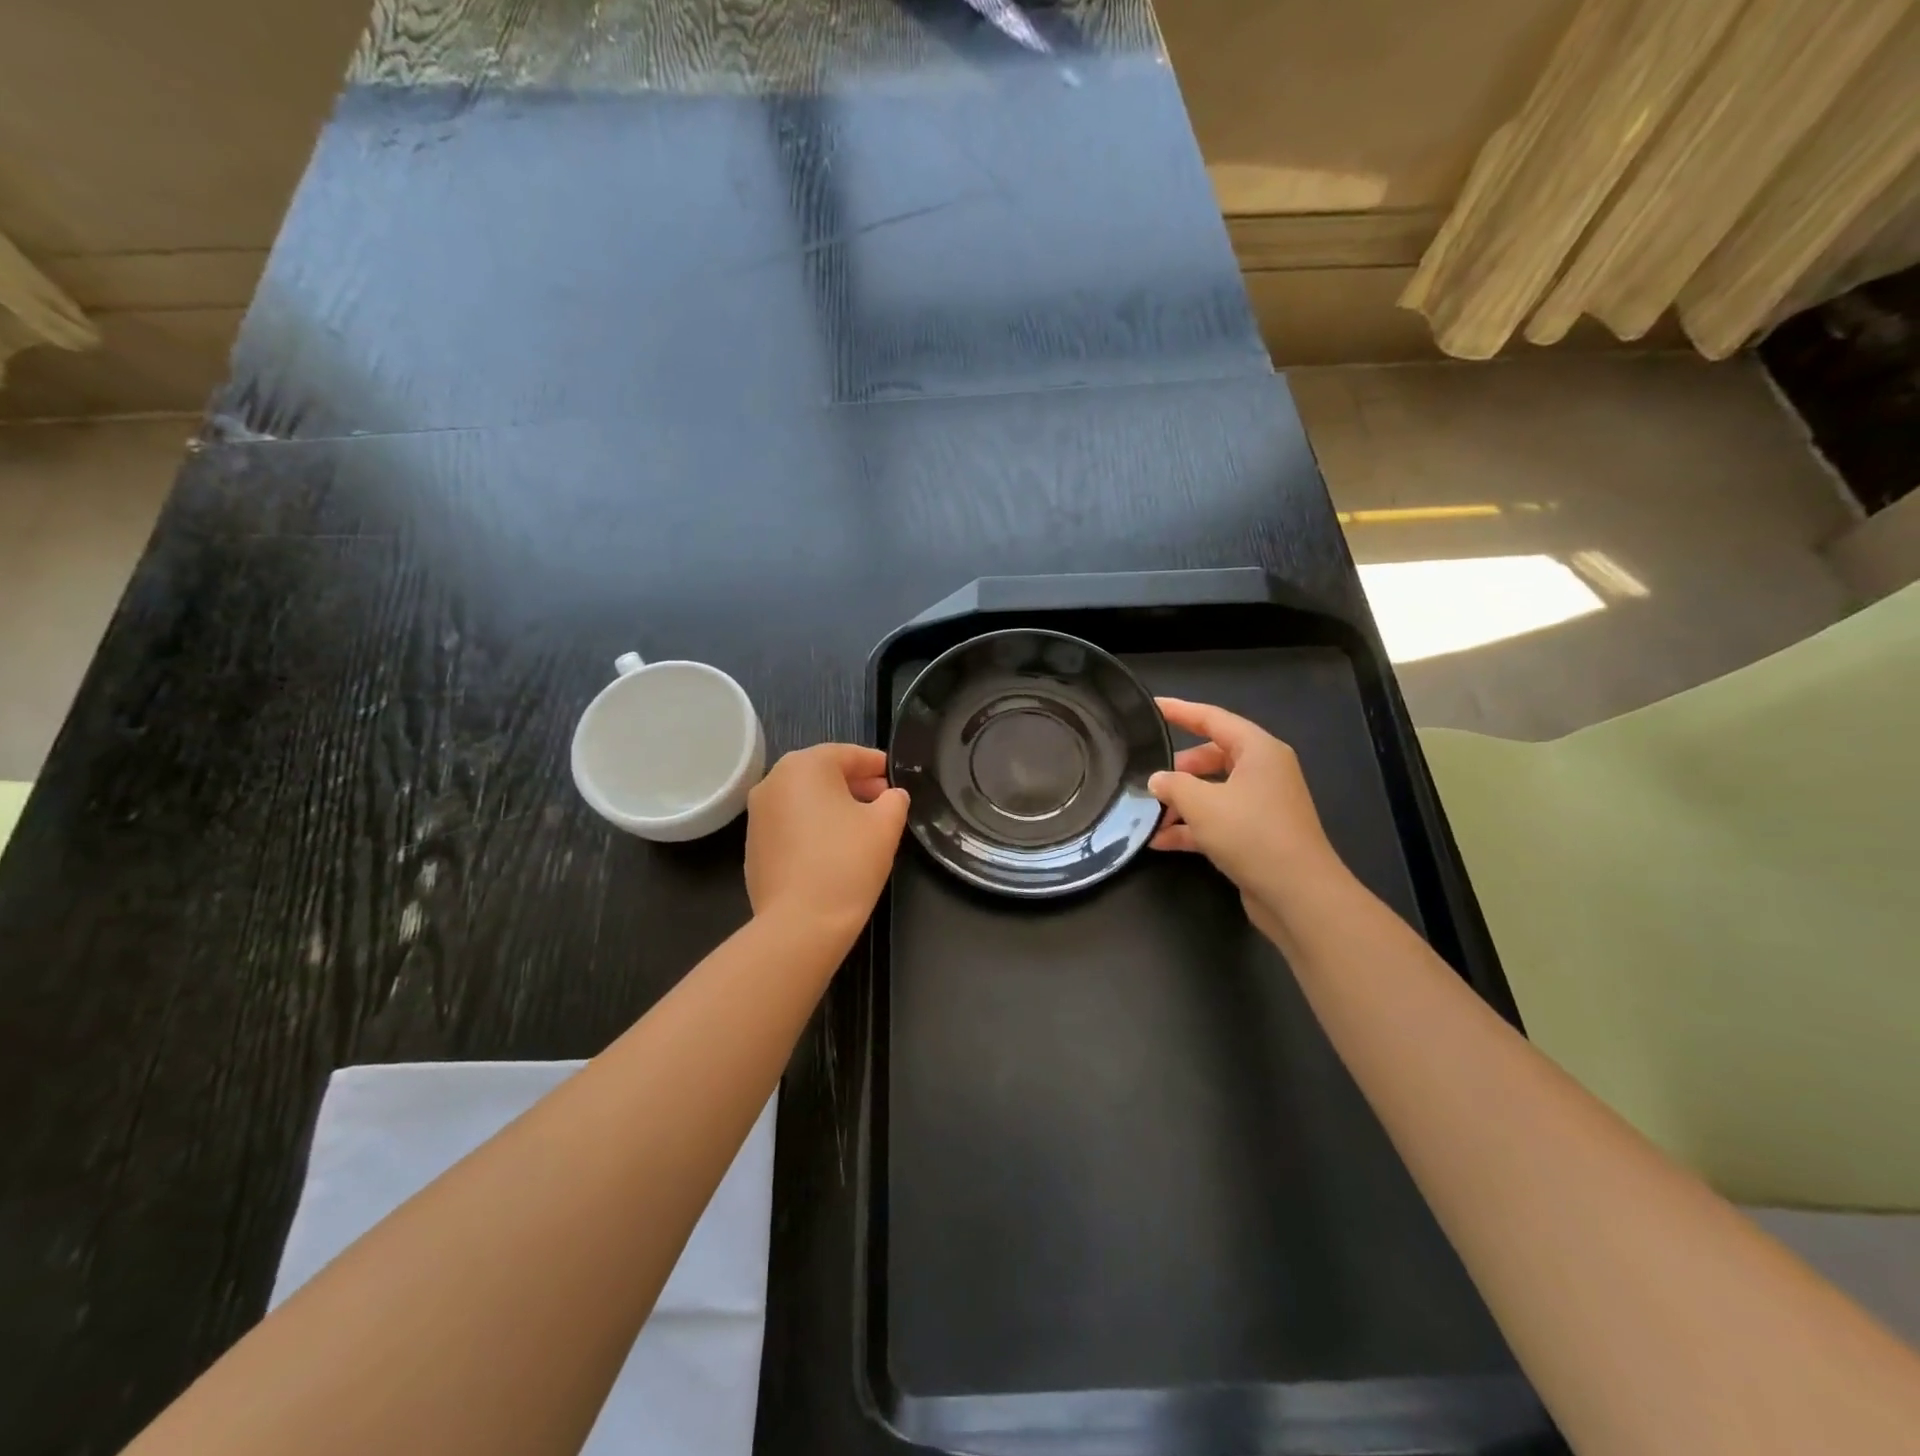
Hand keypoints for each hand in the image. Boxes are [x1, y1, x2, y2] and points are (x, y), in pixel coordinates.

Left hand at [745, 744, 908, 939]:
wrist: (799, 924)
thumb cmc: (846, 863)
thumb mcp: (885, 825)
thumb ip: (894, 800)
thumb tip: (892, 795)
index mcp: (804, 766)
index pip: (847, 754)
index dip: (875, 764)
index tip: (894, 776)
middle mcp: (773, 782)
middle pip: (822, 773)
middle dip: (854, 783)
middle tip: (883, 800)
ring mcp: (757, 815)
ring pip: (804, 798)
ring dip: (833, 804)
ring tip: (861, 825)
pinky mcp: (752, 845)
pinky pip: (789, 823)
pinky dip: (812, 826)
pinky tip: (833, 848)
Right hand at [1148, 698, 1347, 930]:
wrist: (1297, 894)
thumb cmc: (1251, 834)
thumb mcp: (1202, 803)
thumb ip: (1172, 785)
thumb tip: (1156, 780)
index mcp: (1259, 751)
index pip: (1213, 719)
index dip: (1180, 711)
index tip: (1152, 706)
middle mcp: (1264, 772)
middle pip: (1212, 756)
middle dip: (1178, 768)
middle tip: (1148, 776)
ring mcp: (1262, 805)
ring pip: (1213, 791)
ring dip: (1181, 802)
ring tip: (1148, 814)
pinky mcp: (1256, 835)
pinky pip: (1217, 820)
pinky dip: (1191, 827)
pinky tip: (1160, 842)